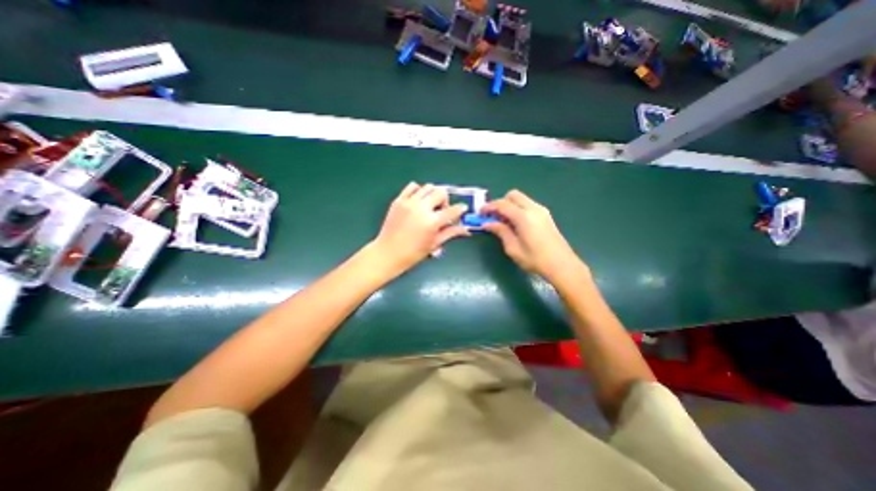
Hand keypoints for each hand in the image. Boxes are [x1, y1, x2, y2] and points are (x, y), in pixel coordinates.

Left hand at [371, 184, 471, 274]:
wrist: (388, 253)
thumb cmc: (413, 253)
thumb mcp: (434, 244)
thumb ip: (451, 233)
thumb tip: (466, 230)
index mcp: (432, 221)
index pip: (452, 210)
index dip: (460, 209)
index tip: (462, 209)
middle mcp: (422, 208)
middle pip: (441, 192)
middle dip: (445, 201)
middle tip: (441, 211)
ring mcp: (409, 202)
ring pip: (428, 187)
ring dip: (433, 195)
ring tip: (429, 206)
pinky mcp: (399, 200)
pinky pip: (412, 186)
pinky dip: (418, 191)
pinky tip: (418, 201)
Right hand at [478, 189, 586, 280]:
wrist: (562, 265)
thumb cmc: (535, 259)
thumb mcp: (513, 248)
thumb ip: (500, 231)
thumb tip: (487, 223)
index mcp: (524, 216)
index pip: (502, 204)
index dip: (489, 207)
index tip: (480, 214)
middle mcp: (533, 208)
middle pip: (513, 195)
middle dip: (500, 203)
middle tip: (493, 217)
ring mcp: (541, 211)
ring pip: (521, 199)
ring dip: (509, 206)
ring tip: (503, 222)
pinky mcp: (546, 216)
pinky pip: (528, 205)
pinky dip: (518, 209)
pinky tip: (515, 224)